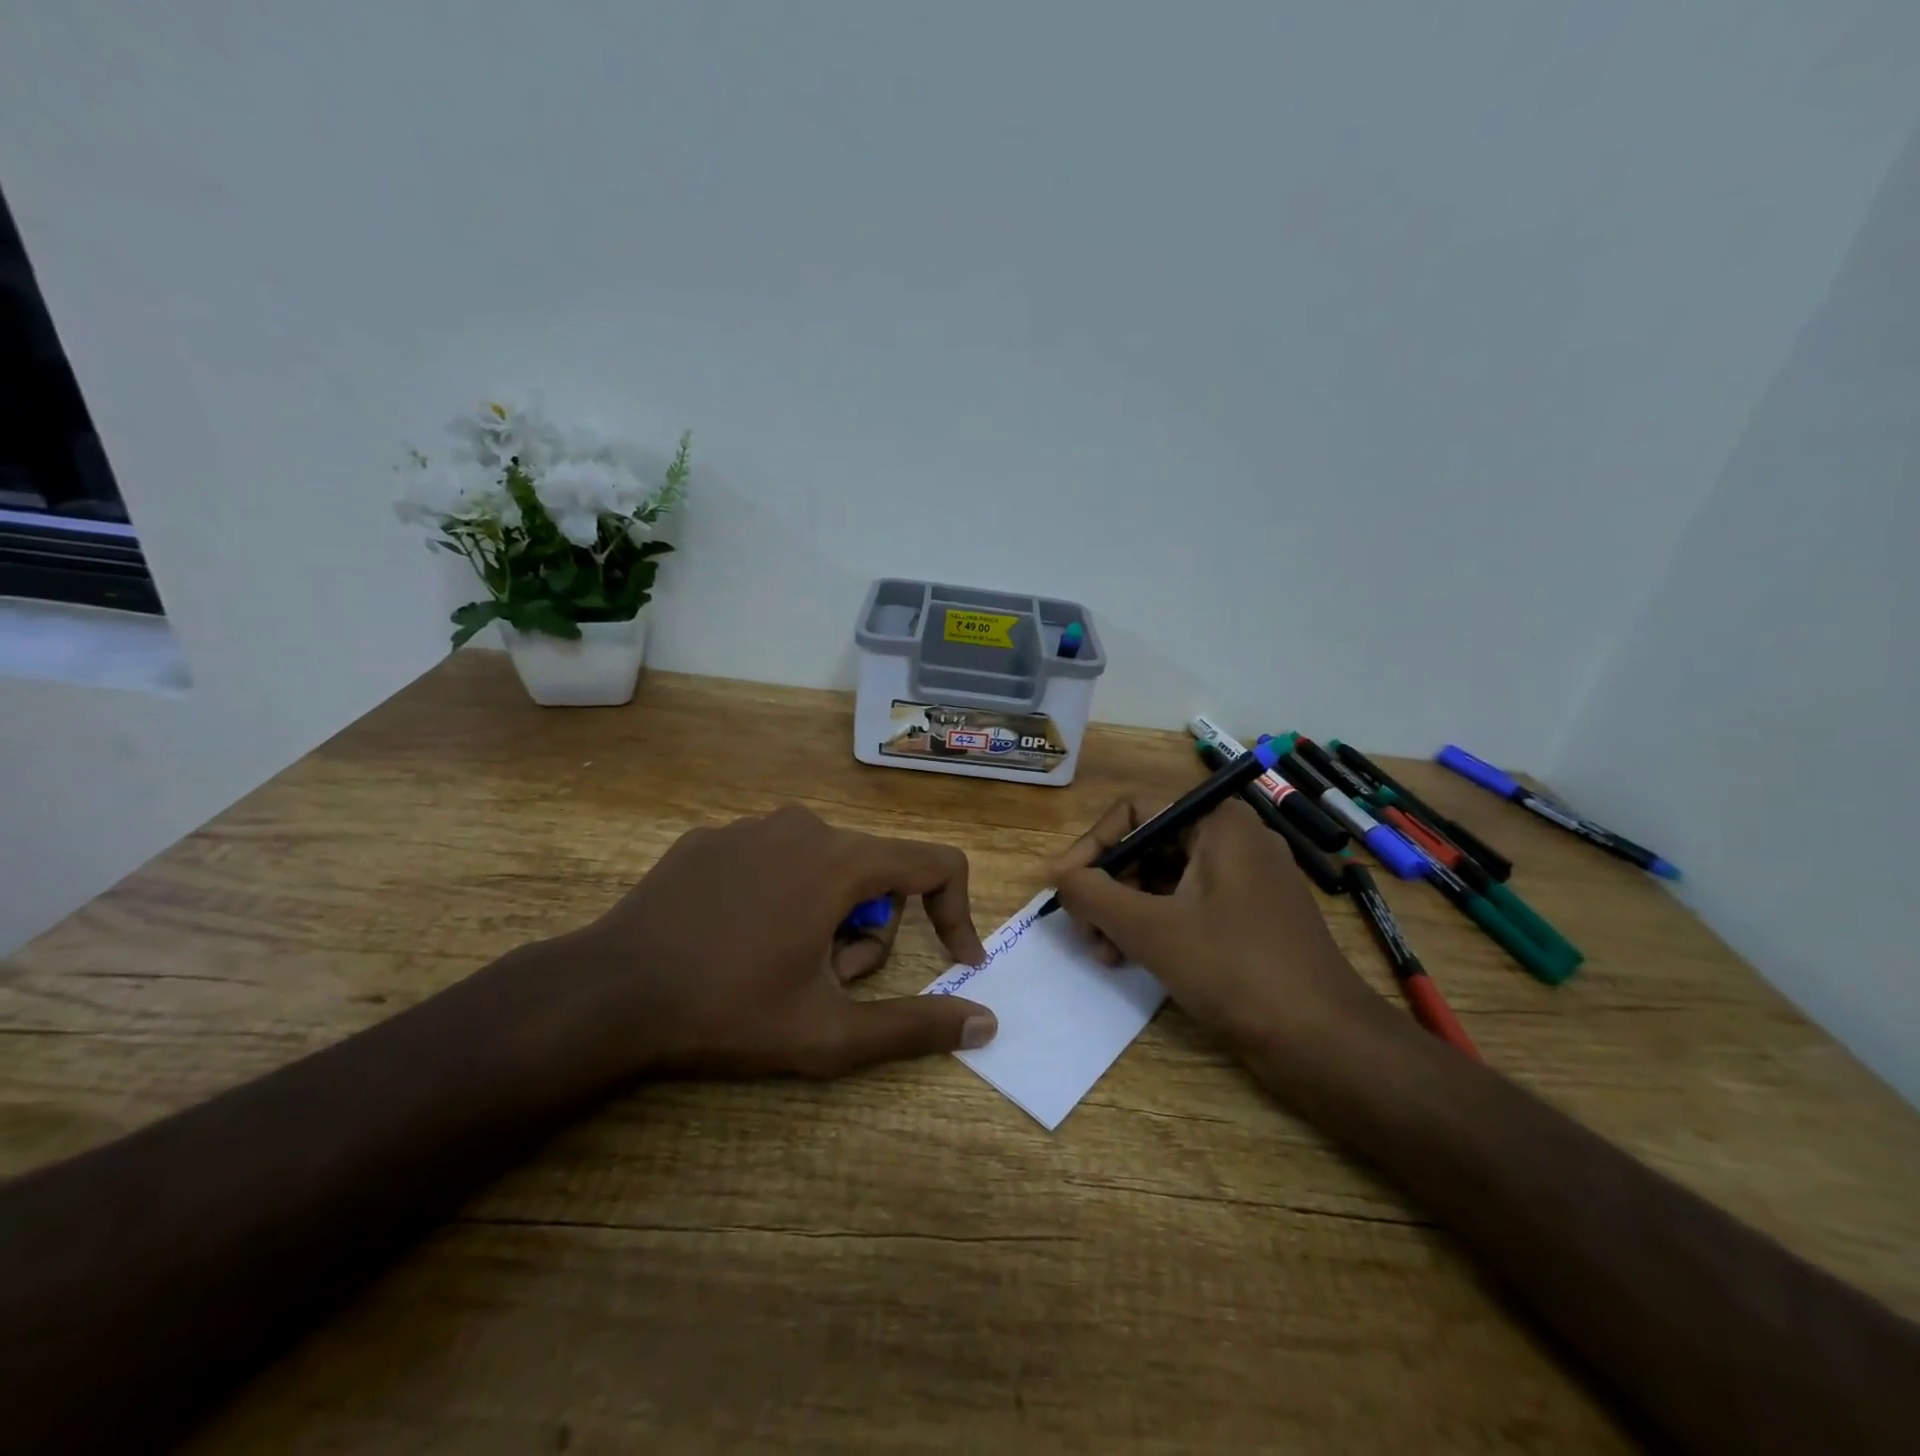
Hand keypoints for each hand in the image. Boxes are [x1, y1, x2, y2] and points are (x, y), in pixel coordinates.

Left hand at [551, 805, 997, 1080]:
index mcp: (841, 860)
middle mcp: (804, 825)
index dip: (957, 912)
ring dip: (826, 917)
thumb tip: (986, 1023)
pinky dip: (781, 898)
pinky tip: (736, 940)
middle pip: (876, 874)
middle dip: (870, 933)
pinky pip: (776, 860)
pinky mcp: (713, 837)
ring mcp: (752, 826)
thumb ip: (916, 1026)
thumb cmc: (728, 1011)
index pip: (936, 864)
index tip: (955, 962)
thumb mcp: (831, 1032)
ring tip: (780, 965)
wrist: (607, 994)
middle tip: (828, 983)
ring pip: (827, 866)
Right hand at [1051, 796, 1397, 1070]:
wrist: (1324, 1041)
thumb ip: (1094, 894)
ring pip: (1164, 877)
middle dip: (1107, 885)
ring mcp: (1245, 879)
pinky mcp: (1249, 916)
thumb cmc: (1234, 969)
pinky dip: (1154, 925)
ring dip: (1125, 909)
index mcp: (1218, 822)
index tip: (1063, 885)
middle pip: (1148, 844)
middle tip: (1083, 927)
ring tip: (1103, 952)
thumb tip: (1058, 875)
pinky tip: (1130, 959)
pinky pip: (1187, 903)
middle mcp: (1234, 838)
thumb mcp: (1151, 928)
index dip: (1091, 845)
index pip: (1135, 810)